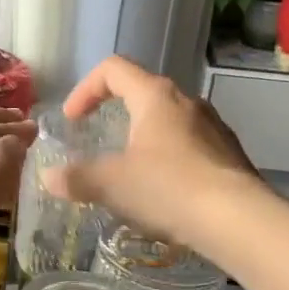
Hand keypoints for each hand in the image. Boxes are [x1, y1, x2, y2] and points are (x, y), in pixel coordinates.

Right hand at [43, 57, 266, 256]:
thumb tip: (49, 177)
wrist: (239, 220)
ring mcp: (213, 127)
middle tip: (98, 143)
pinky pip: (189, 146)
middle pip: (143, 93)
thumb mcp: (112, 184)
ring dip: (143, 139)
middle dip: (115, 115)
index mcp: (155, 96)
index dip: (85, 89)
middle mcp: (187, 102)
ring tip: (130, 173)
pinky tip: (163, 194)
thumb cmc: (169, 189)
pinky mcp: (229, 154)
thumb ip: (76, 178)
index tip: (73, 120)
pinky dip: (167, 160)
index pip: (113, 69)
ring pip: (168, 122)